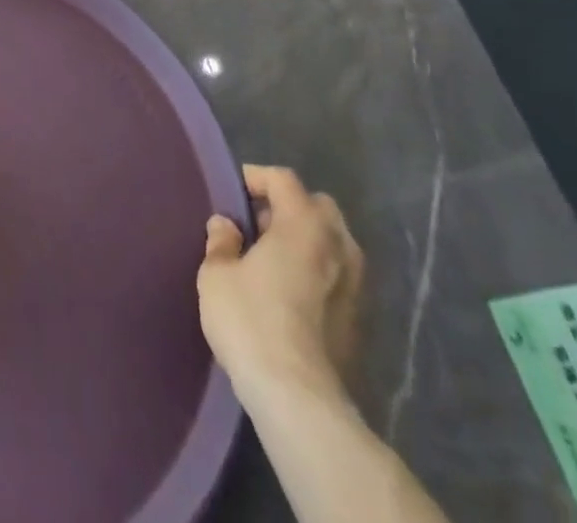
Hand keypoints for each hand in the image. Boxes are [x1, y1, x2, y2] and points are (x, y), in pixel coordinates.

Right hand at [196, 165, 363, 407]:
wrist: (298, 397)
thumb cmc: (251, 320)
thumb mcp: (216, 274)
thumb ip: (221, 241)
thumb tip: (226, 225)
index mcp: (304, 224)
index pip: (283, 179)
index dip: (256, 178)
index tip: (233, 192)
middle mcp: (337, 246)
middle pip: (317, 206)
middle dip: (289, 207)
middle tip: (258, 224)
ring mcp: (355, 284)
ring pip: (333, 242)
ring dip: (307, 240)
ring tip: (274, 258)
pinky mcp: (359, 320)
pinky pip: (338, 275)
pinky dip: (317, 270)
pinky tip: (291, 291)